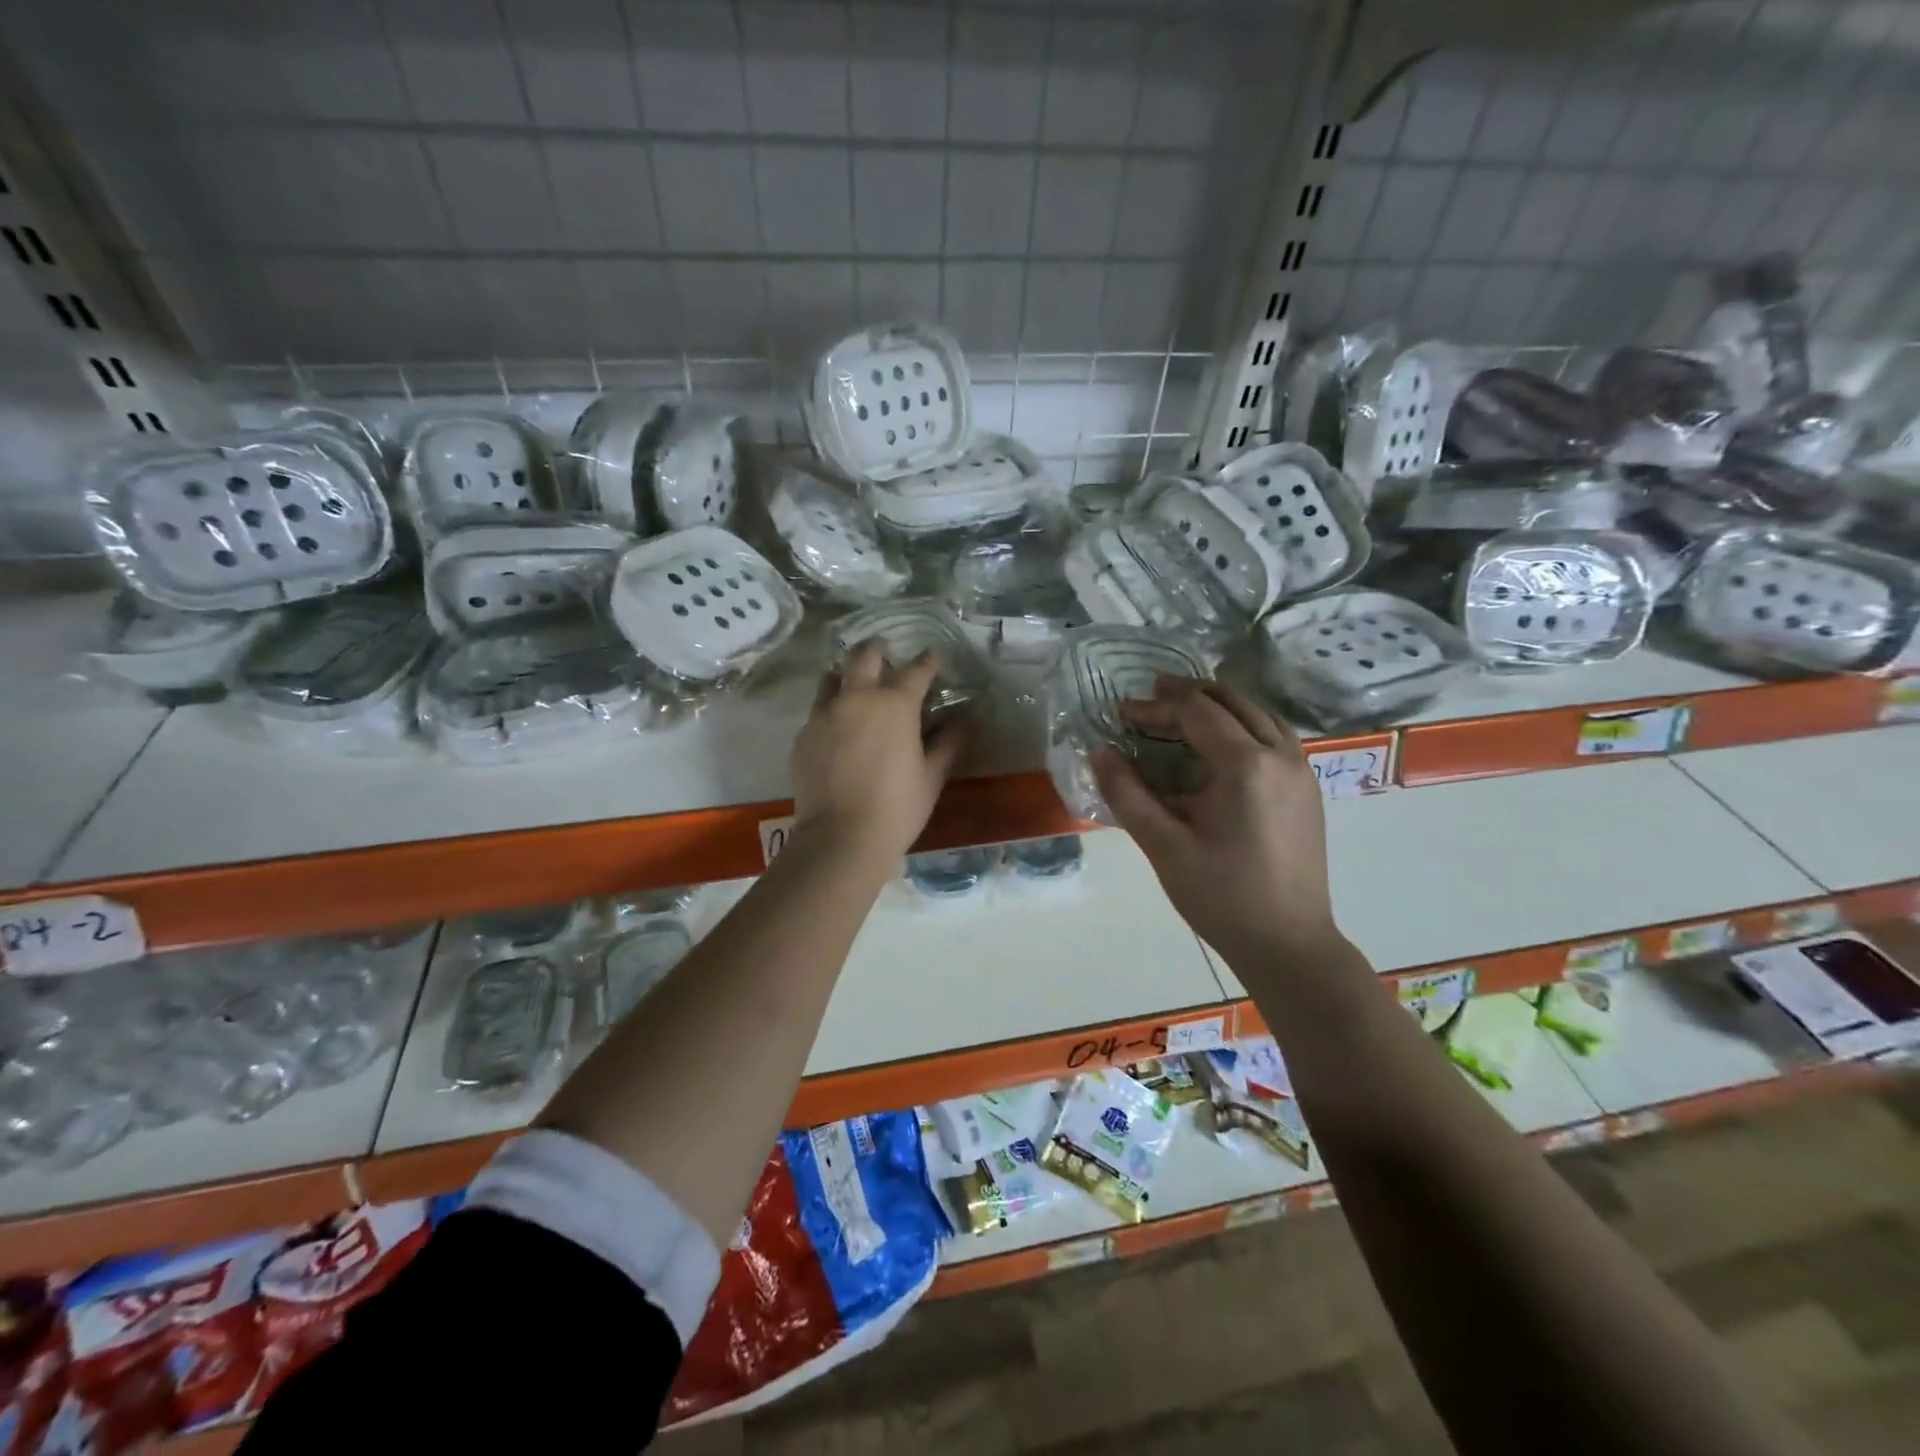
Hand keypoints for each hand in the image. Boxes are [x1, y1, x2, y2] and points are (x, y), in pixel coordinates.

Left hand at [790, 641, 970, 868]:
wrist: (840, 837)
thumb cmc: (897, 807)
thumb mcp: (932, 776)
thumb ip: (949, 743)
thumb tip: (967, 721)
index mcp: (895, 704)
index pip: (915, 671)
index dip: (927, 662)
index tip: (933, 657)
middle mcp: (856, 698)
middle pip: (864, 657)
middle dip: (877, 650)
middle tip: (885, 653)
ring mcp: (824, 714)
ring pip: (832, 678)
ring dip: (846, 676)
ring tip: (854, 685)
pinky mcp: (803, 735)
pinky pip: (817, 710)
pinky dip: (830, 709)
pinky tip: (837, 727)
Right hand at [1092, 677, 1340, 961]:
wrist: (1289, 944)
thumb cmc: (1221, 897)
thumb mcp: (1163, 847)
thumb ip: (1127, 794)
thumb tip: (1099, 752)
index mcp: (1246, 765)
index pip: (1196, 712)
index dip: (1155, 706)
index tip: (1121, 712)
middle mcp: (1281, 755)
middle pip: (1232, 701)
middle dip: (1188, 694)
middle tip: (1150, 697)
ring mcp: (1301, 771)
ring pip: (1259, 713)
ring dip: (1219, 704)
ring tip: (1182, 710)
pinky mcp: (1308, 789)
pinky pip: (1274, 735)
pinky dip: (1242, 724)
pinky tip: (1220, 744)